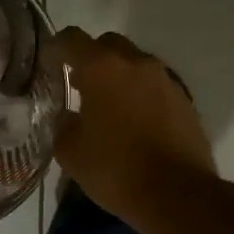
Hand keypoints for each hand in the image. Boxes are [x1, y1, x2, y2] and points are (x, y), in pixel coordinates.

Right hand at [48, 28, 216, 223]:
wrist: (178, 195)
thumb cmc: (116, 170)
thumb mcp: (71, 153)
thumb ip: (63, 125)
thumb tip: (67, 116)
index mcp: (102, 69)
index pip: (72, 39)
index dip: (55, 47)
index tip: (48, 62)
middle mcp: (136, 64)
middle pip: (108, 44)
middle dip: (91, 58)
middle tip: (79, 85)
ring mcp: (165, 80)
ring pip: (135, 64)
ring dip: (119, 77)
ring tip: (108, 107)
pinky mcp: (184, 100)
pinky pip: (154, 86)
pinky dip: (140, 95)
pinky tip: (134, 123)